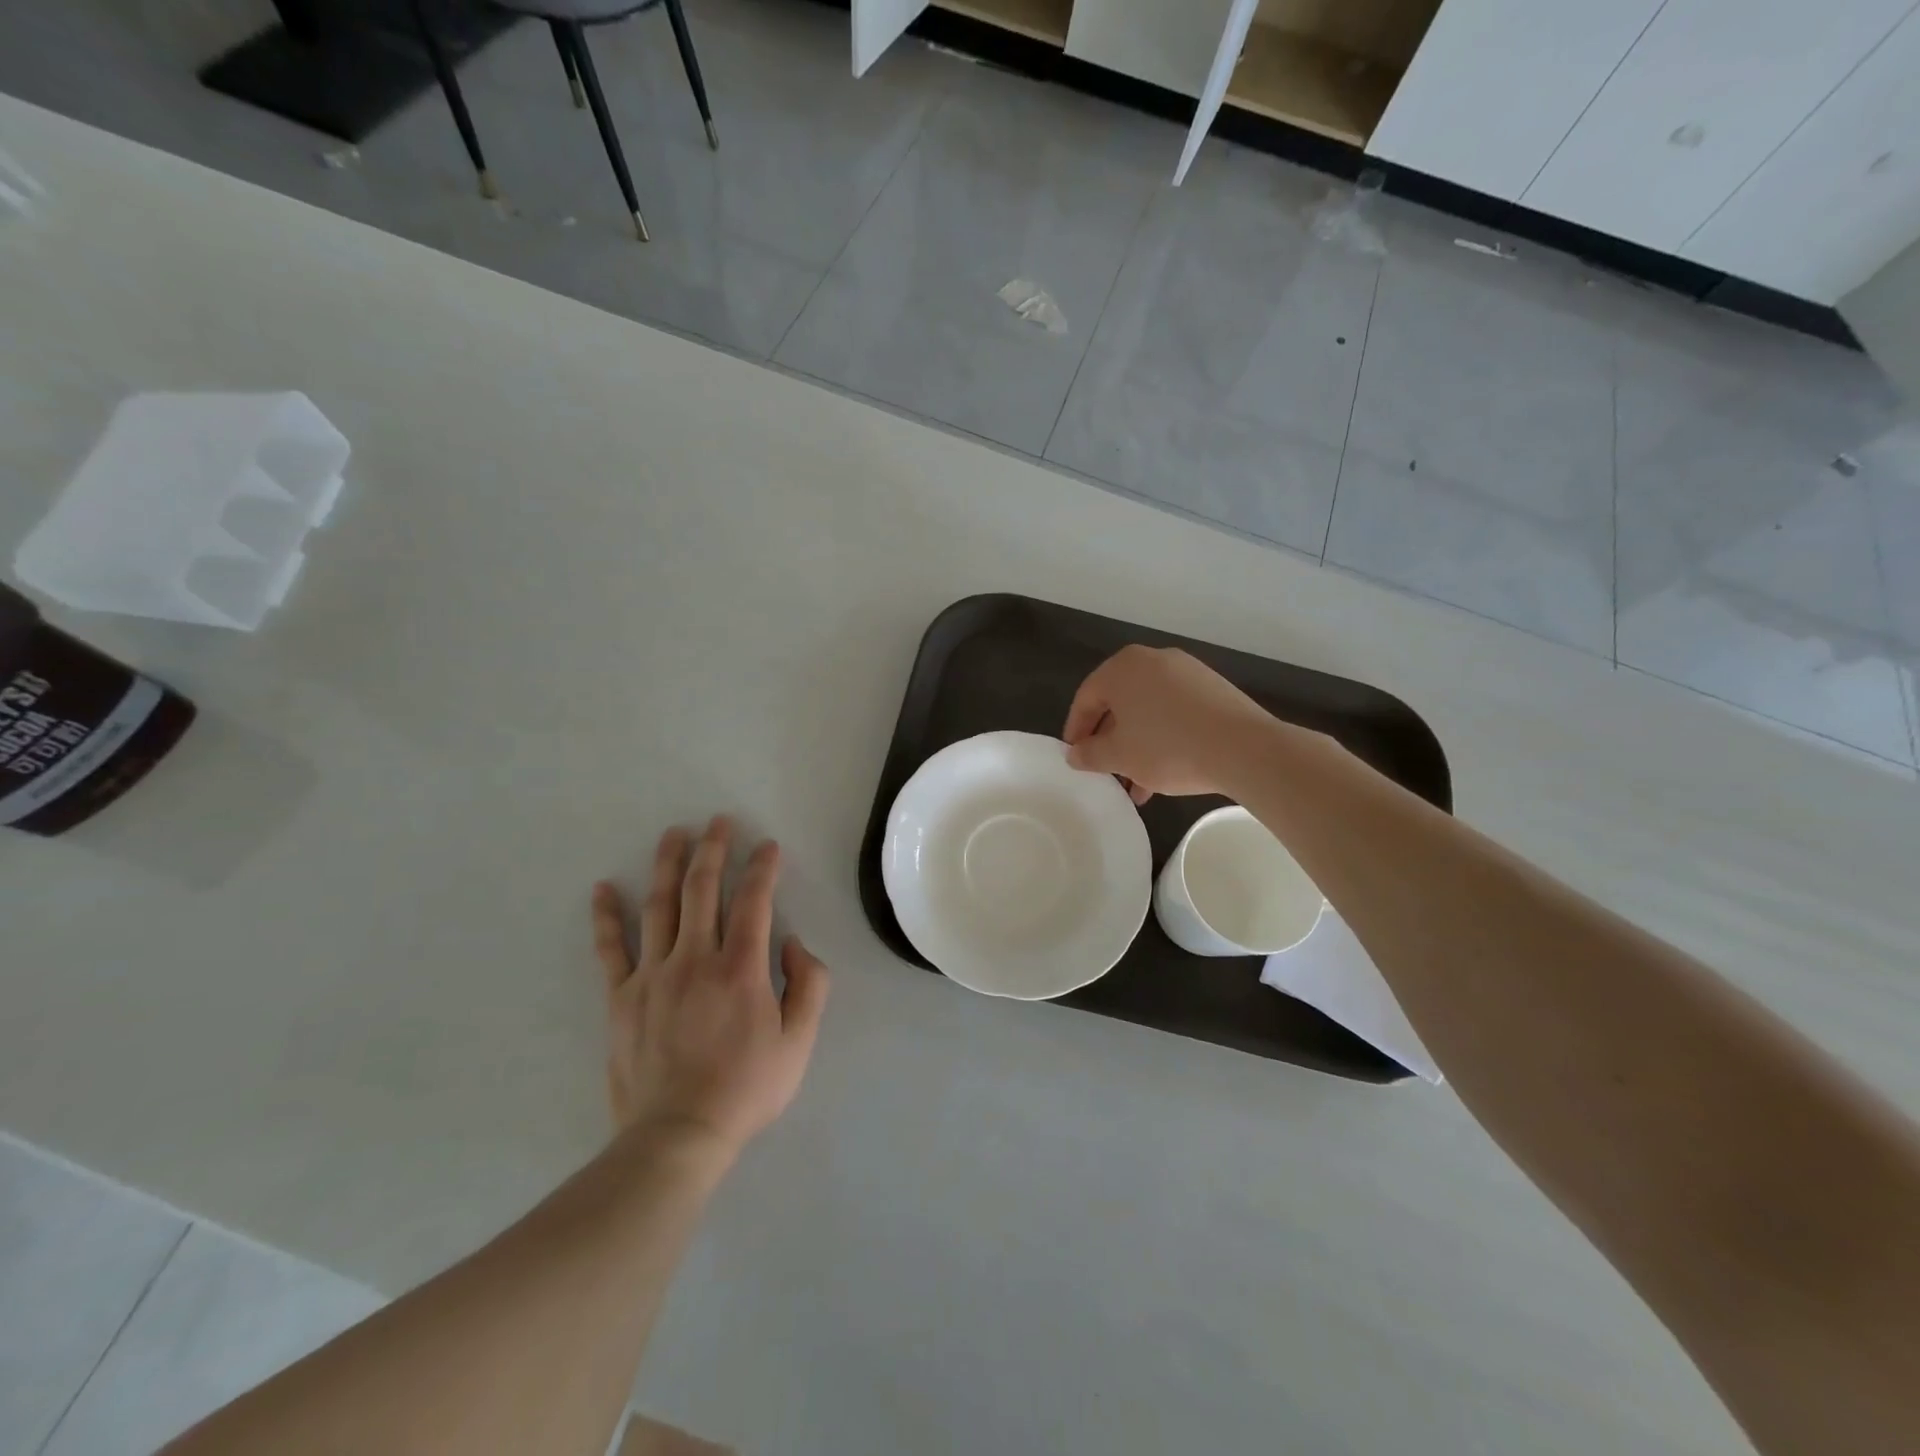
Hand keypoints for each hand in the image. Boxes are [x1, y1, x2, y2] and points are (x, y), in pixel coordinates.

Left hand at [591, 817, 828, 1157]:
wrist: (677, 1136)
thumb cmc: (746, 1089)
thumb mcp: (799, 1042)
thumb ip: (809, 985)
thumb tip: (791, 943)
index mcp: (741, 968)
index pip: (753, 901)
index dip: (762, 868)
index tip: (767, 846)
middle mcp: (695, 959)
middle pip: (702, 890)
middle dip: (713, 850)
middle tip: (718, 821)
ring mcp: (653, 975)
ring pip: (660, 906)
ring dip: (667, 865)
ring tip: (673, 834)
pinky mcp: (622, 997)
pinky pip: (611, 949)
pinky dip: (607, 916)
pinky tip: (604, 888)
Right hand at [1062, 645, 1271, 802]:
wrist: (1243, 748)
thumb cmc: (1168, 747)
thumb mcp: (1119, 756)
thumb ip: (1089, 754)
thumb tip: (1074, 754)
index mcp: (1122, 668)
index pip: (1086, 699)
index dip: (1076, 731)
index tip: (1075, 759)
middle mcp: (1153, 660)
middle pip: (1118, 703)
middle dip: (1109, 741)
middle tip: (1106, 771)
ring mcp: (1186, 671)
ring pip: (1148, 710)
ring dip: (1137, 745)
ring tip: (1137, 784)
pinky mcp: (1212, 688)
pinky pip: (1174, 711)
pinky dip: (1163, 737)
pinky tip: (1166, 770)